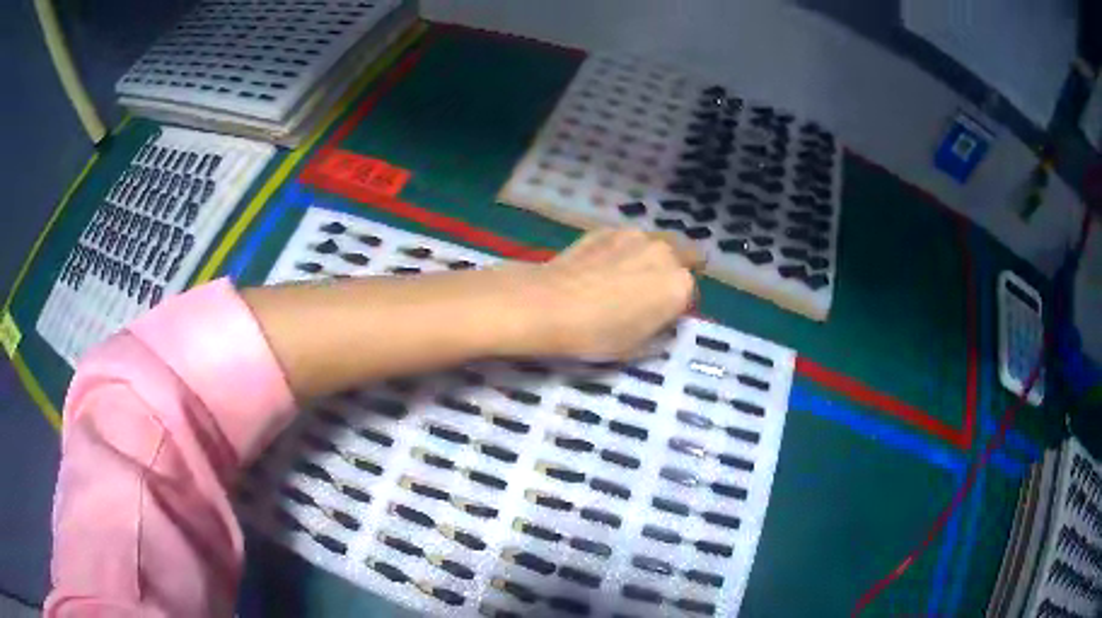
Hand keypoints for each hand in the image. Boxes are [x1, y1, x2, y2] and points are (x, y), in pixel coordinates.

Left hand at [507, 229, 700, 358]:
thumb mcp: (639, 347)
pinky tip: (602, 267)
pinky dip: (623, 250)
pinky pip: (627, 240)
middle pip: (684, 256)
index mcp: (679, 285)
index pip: (691, 293)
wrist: (549, 304)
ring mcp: (636, 235)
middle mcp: (665, 254)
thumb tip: (661, 319)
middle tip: (653, 289)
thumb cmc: (598, 334)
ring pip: (656, 243)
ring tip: (626, 276)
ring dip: (651, 256)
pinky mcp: (607, 229)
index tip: (662, 315)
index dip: (679, 305)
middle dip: (675, 270)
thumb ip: (661, 330)